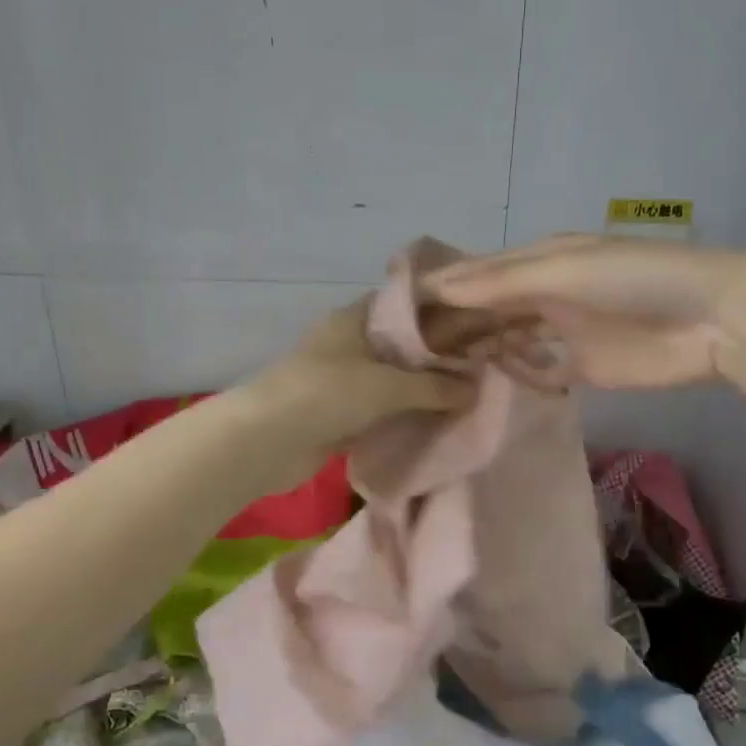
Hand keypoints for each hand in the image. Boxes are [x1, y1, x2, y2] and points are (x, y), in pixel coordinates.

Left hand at [243, 300, 474, 473]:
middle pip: (399, 346)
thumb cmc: (327, 394)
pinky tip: (434, 423)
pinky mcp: (337, 415)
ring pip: (390, 381)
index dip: (436, 311)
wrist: (267, 441)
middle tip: (477, 366)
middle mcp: (347, 345)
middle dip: (434, 358)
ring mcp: (340, 381)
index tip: (472, 323)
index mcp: (353, 320)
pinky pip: (379, 412)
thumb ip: (433, 386)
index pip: (402, 305)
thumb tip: (474, 389)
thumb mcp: (387, 386)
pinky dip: (401, 417)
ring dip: (419, 391)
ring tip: (465, 396)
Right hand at [423, 234, 745, 389]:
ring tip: (441, 372)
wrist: (713, 320)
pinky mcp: (584, 366)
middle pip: (491, 309)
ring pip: (510, 339)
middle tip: (413, 352)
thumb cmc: (635, 281)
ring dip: (482, 350)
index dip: (442, 289)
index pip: (479, 273)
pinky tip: (492, 384)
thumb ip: (502, 281)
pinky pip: (538, 369)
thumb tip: (439, 288)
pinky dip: (518, 373)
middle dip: (457, 325)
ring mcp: (565, 330)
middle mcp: (547, 292)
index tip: (399, 311)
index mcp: (542, 259)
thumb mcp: (565, 270)